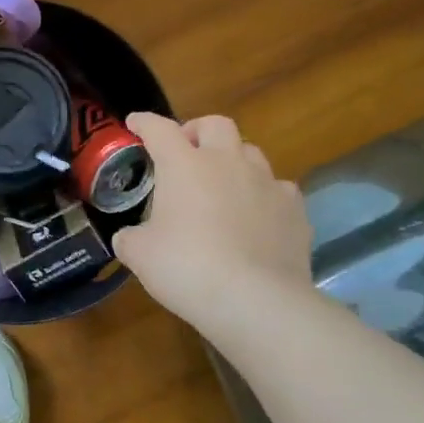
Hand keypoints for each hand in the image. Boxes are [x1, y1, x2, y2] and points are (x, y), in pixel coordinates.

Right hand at [112, 113, 313, 327]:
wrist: (254, 300)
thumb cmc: (185, 267)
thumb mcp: (139, 254)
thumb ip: (130, 237)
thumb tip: (129, 237)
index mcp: (184, 165)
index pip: (159, 129)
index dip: (144, 123)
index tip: (134, 123)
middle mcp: (228, 162)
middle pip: (216, 125)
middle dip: (197, 130)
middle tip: (185, 151)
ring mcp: (267, 183)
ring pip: (251, 152)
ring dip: (232, 160)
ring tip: (222, 183)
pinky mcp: (295, 210)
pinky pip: (277, 189)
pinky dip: (263, 194)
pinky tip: (256, 215)